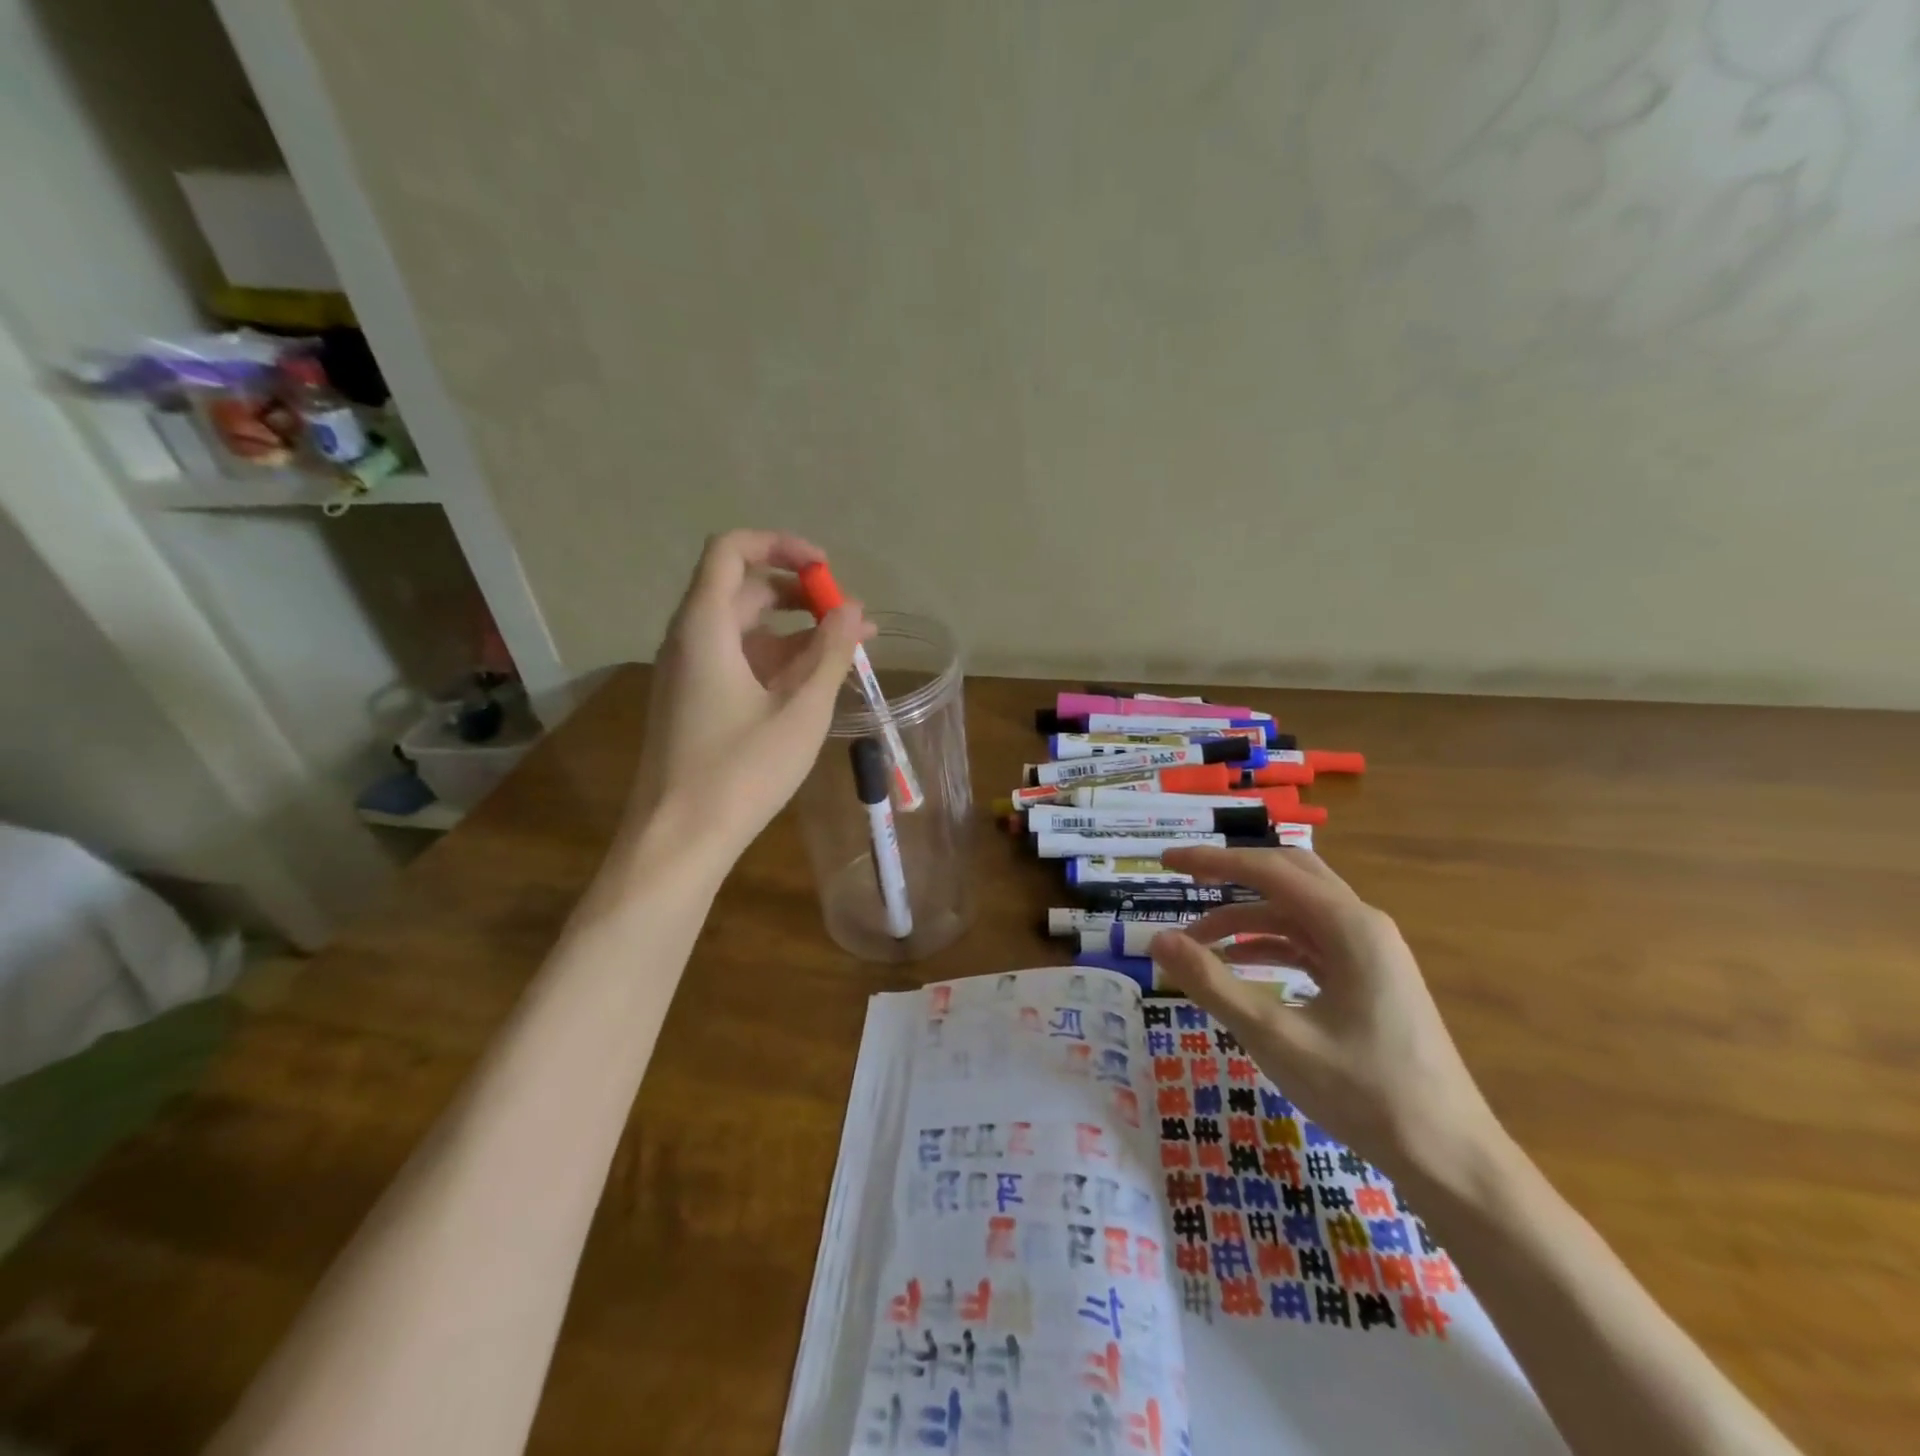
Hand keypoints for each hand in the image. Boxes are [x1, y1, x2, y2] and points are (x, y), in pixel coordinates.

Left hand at [627, 530, 871, 858]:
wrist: (678, 841)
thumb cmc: (741, 772)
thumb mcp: (800, 711)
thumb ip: (830, 653)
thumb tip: (853, 609)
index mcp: (705, 627)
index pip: (732, 550)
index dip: (781, 545)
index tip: (827, 570)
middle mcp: (689, 640)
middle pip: (743, 590)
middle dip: (801, 595)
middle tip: (850, 619)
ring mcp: (689, 673)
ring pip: (745, 630)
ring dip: (796, 632)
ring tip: (848, 651)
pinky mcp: (695, 703)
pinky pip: (738, 662)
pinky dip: (778, 662)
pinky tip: (816, 684)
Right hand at [1148, 847, 1504, 1184]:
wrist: (1451, 1158)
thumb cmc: (1364, 1093)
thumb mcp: (1275, 1037)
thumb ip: (1212, 983)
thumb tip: (1158, 940)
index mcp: (1350, 926)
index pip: (1268, 871)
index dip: (1213, 860)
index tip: (1167, 859)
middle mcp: (1364, 925)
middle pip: (1289, 875)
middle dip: (1233, 874)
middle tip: (1185, 879)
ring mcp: (1372, 952)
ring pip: (1299, 911)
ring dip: (1248, 917)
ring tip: (1198, 942)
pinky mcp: (1371, 979)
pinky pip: (1312, 942)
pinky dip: (1271, 943)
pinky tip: (1241, 964)